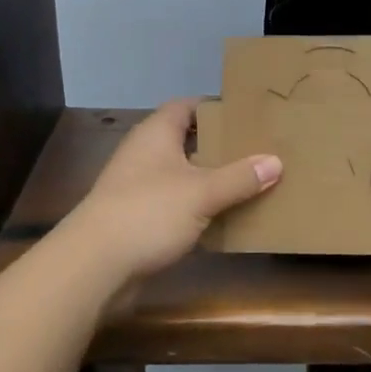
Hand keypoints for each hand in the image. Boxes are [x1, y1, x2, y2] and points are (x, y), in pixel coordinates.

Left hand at [62, 99, 281, 281]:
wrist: (94, 265)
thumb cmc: (148, 213)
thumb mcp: (202, 192)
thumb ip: (240, 177)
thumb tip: (276, 161)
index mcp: (156, 134)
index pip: (186, 106)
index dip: (214, 107)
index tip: (247, 115)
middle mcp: (145, 153)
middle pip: (186, 141)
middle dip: (219, 146)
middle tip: (257, 150)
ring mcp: (138, 187)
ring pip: (182, 175)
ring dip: (210, 180)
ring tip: (250, 183)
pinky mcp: (138, 218)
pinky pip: (175, 204)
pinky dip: (197, 208)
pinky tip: (224, 219)